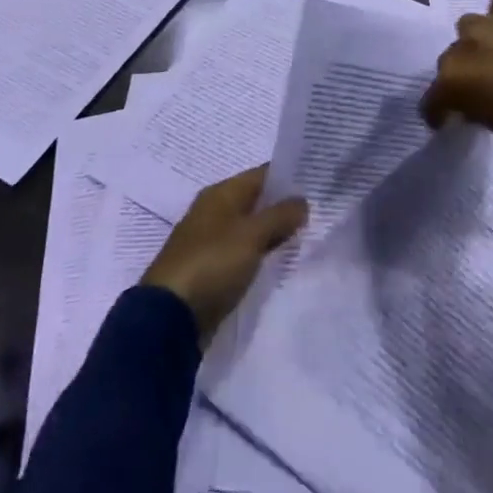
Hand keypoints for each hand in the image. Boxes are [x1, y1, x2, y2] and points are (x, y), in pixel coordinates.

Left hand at [141, 166, 307, 344]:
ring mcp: (212, 241)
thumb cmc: (212, 263)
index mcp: (221, 194)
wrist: (170, 318)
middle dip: (286, 206)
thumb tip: (302, 201)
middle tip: (322, 210)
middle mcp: (215, 212)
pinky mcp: (213, 269)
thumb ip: (280, 215)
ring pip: (253, 228)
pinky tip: (285, 259)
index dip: (291, 176)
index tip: (320, 181)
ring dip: (276, 232)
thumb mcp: (252, 235)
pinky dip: (263, 253)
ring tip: (310, 234)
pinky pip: (245, 252)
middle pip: (258, 201)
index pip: (263, 174)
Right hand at [420, 0, 492, 158]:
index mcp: (458, 80)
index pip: (434, 98)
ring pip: (473, 26)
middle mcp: (471, 45)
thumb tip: (481, 105)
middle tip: (480, 91)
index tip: (447, 121)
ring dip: (479, 41)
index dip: (439, 112)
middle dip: (461, 75)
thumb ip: (486, 114)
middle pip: (453, 58)